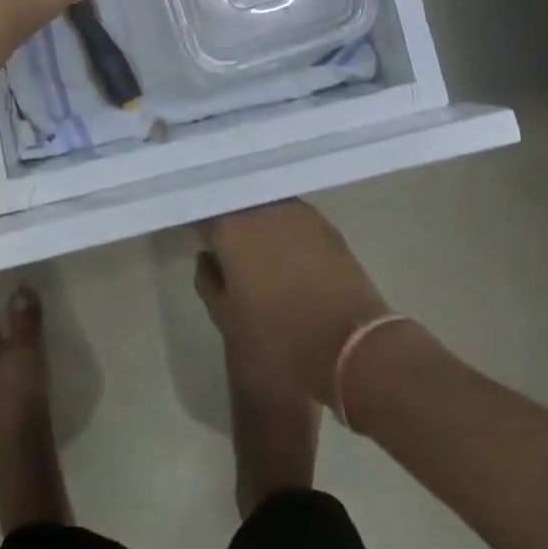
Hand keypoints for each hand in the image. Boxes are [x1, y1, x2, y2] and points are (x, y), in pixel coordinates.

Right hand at [195, 199, 392, 406]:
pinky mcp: (326, 224)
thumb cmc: (280, 339)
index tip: (195, 237)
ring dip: (256, 222)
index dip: (197, 224)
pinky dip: (283, 229)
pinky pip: (292, 218)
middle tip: (223, 243)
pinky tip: (284, 251)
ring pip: (265, 207)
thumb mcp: (228, 320)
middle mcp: (263, 208)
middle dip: (227, 218)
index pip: (203, 212)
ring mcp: (298, 212)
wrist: (352, 345)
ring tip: (254, 247)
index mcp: (232, 227)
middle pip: (236, 203)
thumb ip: (208, 281)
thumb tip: (207, 258)